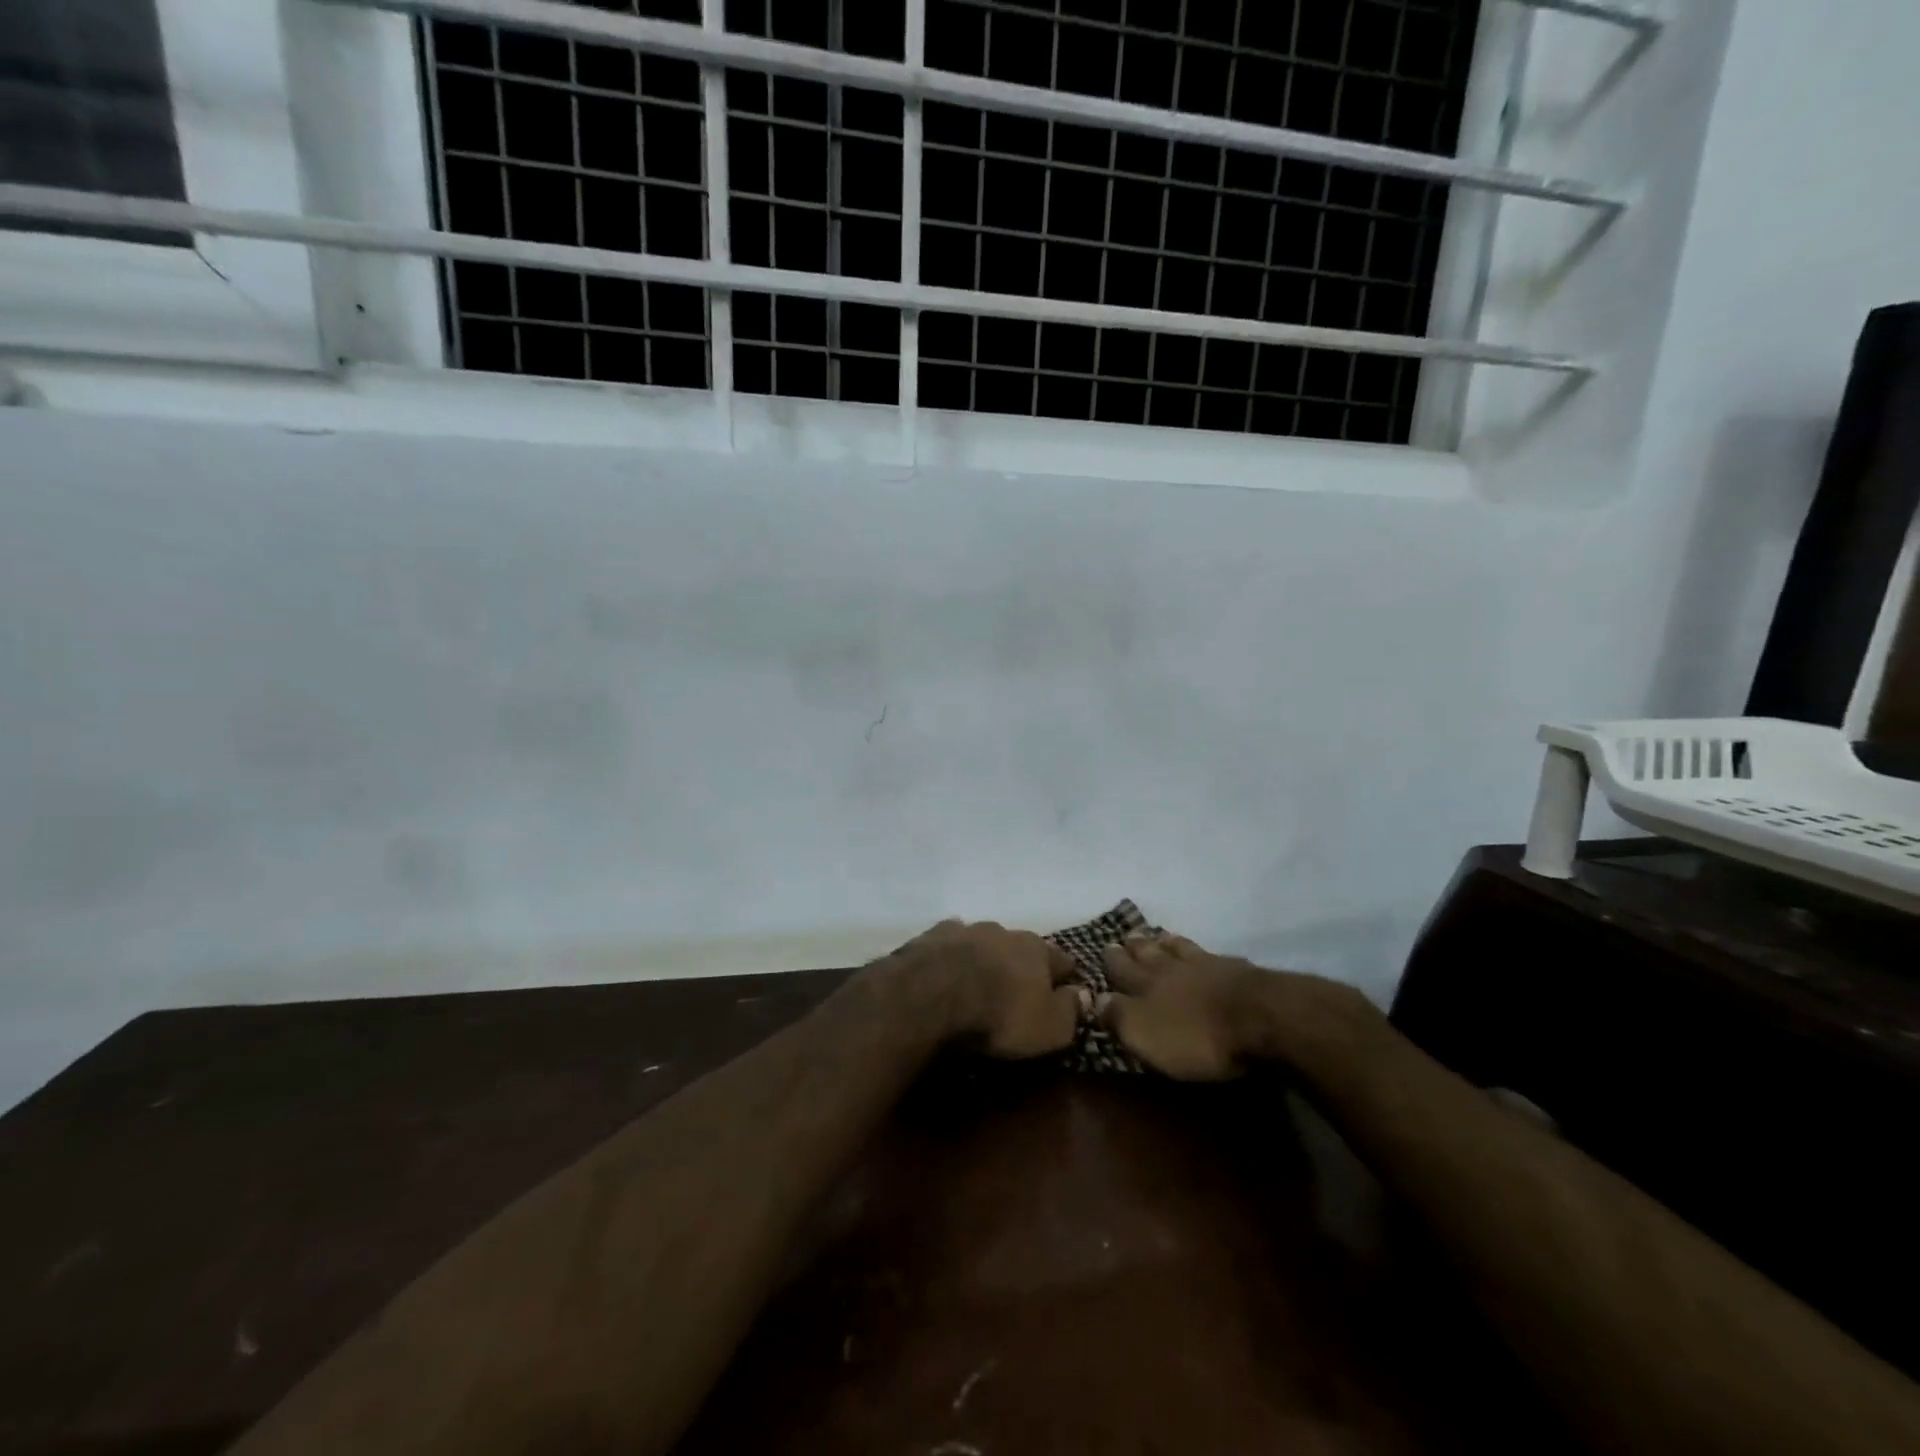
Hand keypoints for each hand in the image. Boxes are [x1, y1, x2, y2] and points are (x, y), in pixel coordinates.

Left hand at [884, 919, 1085, 1058]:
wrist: (933, 993)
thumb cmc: (1000, 1014)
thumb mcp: (1050, 1028)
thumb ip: (1071, 1011)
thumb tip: (1084, 995)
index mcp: (1037, 949)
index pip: (1063, 960)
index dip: (1066, 979)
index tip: (1065, 995)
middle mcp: (1004, 931)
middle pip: (1021, 947)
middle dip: (1022, 965)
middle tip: (1017, 990)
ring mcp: (966, 929)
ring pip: (984, 942)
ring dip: (986, 957)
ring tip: (979, 981)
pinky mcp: (932, 937)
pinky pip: (949, 944)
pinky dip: (952, 956)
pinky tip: (945, 970)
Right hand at [1100, 933, 1369, 1079]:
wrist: (1263, 1018)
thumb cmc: (1196, 1035)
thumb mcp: (1144, 1034)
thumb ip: (1117, 1016)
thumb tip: (1094, 998)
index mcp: (1145, 984)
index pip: (1120, 968)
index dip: (1111, 961)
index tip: (1103, 948)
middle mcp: (1171, 968)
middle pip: (1149, 952)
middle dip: (1135, 946)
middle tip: (1126, 936)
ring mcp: (1207, 965)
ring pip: (1179, 948)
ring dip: (1165, 942)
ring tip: (1158, 935)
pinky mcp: (1239, 972)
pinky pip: (1211, 956)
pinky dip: (1200, 952)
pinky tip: (1205, 954)